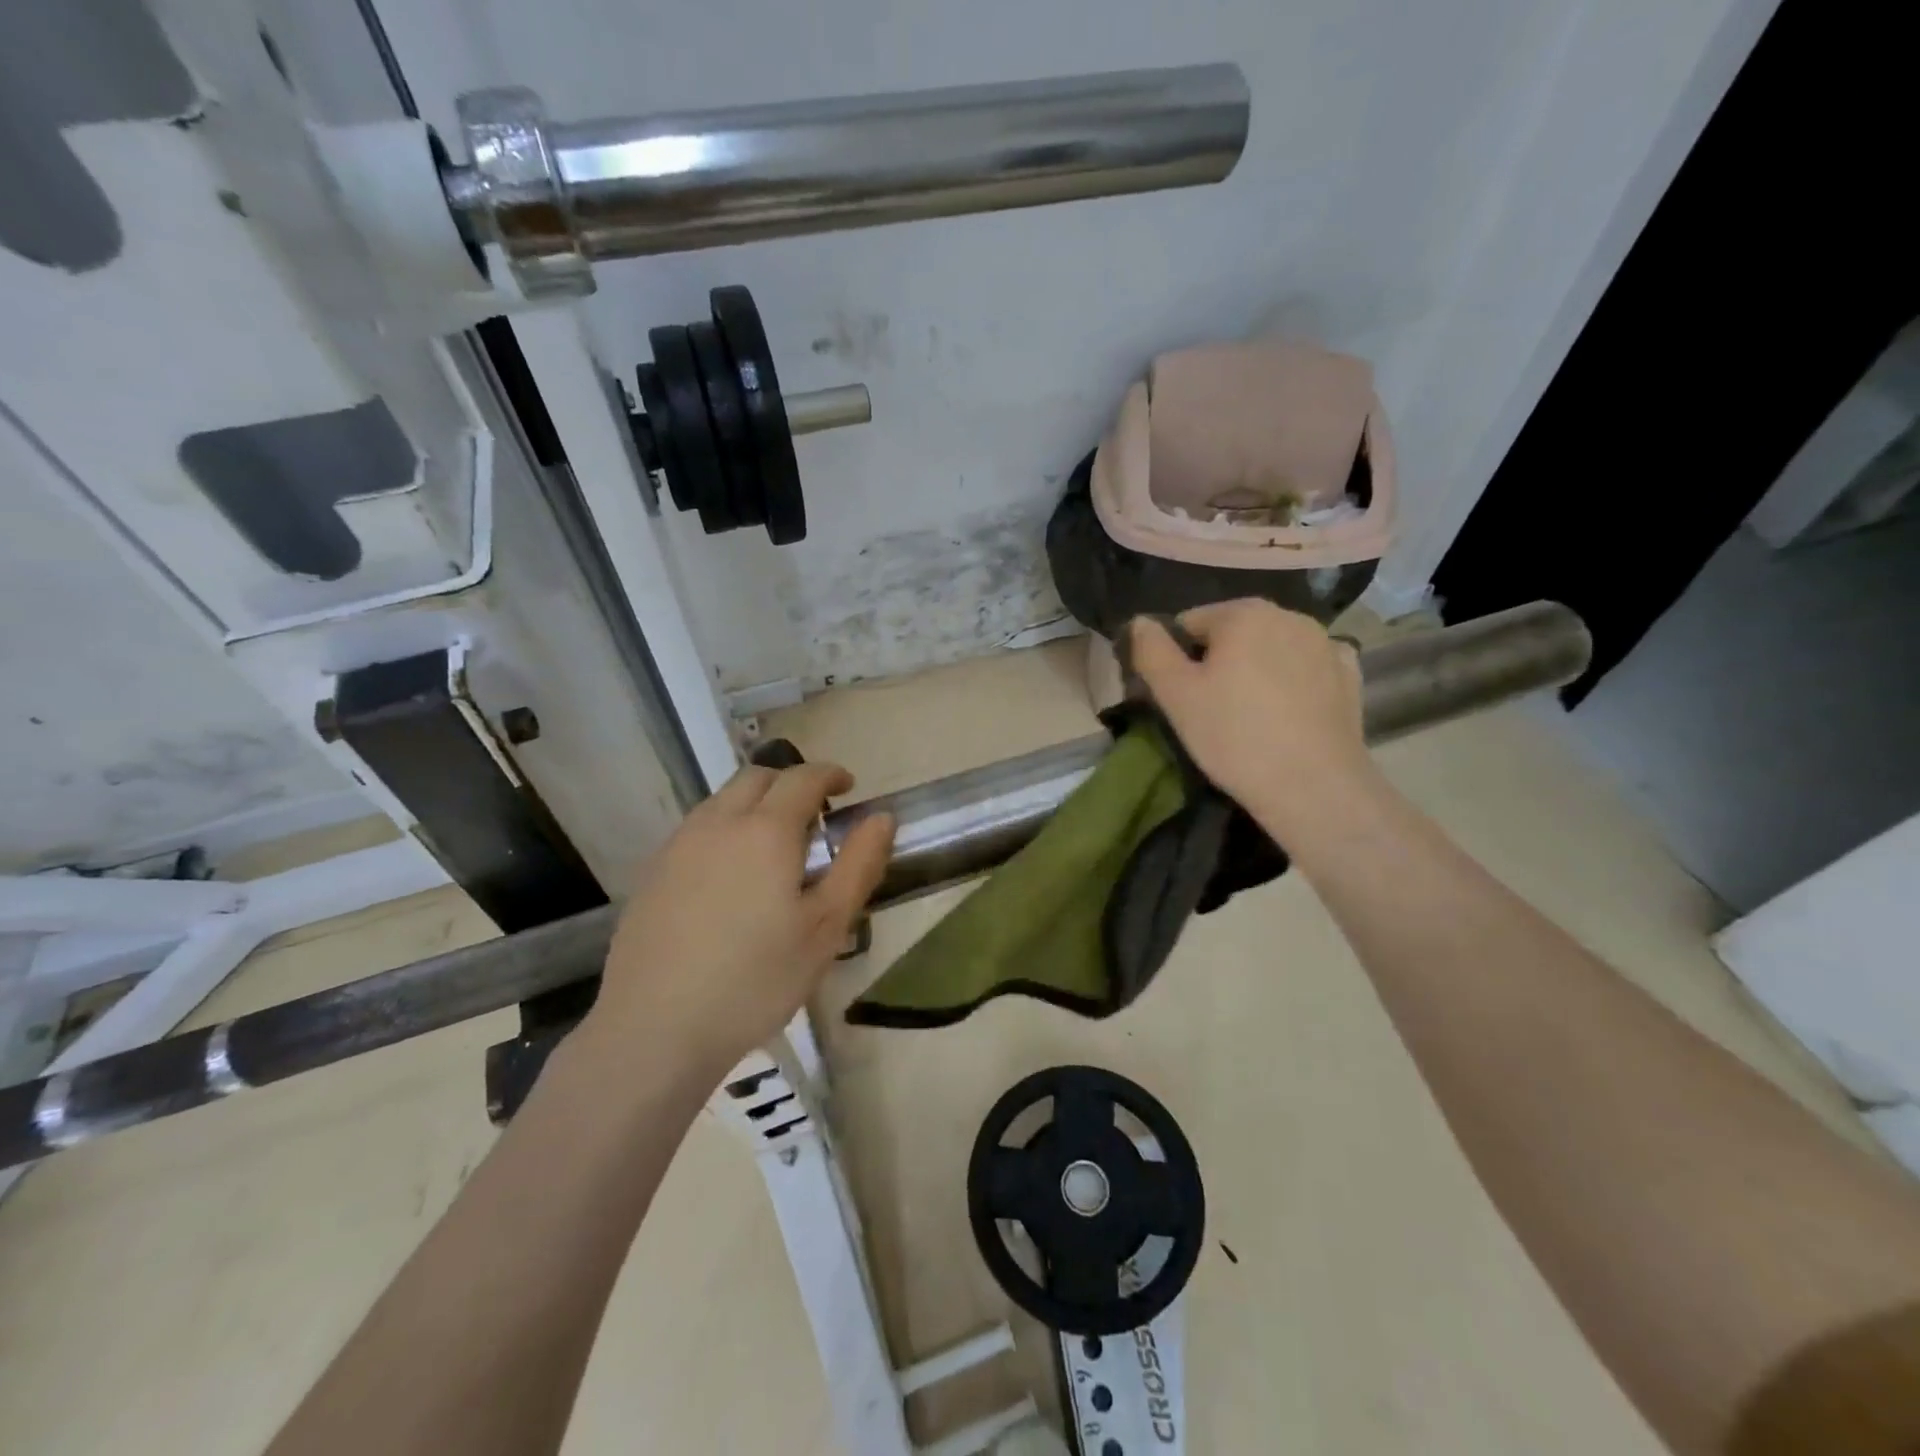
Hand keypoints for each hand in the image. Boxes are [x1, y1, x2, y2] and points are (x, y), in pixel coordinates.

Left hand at [586, 762, 893, 1078]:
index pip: (803, 777)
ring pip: (722, 801)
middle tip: (814, 816)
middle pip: (757, 778)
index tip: (849, 787)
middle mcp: (718, 823)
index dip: (830, 774)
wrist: (654, 1029)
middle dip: (791, 783)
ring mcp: (678, 846)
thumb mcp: (825, 929)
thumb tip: (881, 817)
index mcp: (765, 830)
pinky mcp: (652, 873)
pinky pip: (697, 830)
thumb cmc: (755, 980)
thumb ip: (858, 865)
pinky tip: (730, 878)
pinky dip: (724, 830)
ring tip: (774, 848)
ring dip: (754, 804)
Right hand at [1127, 600, 1369, 818]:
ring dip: (1254, 670)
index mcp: (1243, 613)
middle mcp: (1288, 614)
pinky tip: (1287, 713)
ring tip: (1249, 717)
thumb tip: (1140, 622)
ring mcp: (1325, 642)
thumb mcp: (1175, 696)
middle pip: (1232, 634)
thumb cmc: (1234, 736)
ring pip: (1270, 649)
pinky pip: (1305, 668)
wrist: (1314, 786)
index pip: (1189, 623)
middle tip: (1211, 711)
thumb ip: (1151, 650)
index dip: (1176, 659)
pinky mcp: (1348, 675)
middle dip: (1217, 662)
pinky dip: (1292, 681)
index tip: (1179, 697)